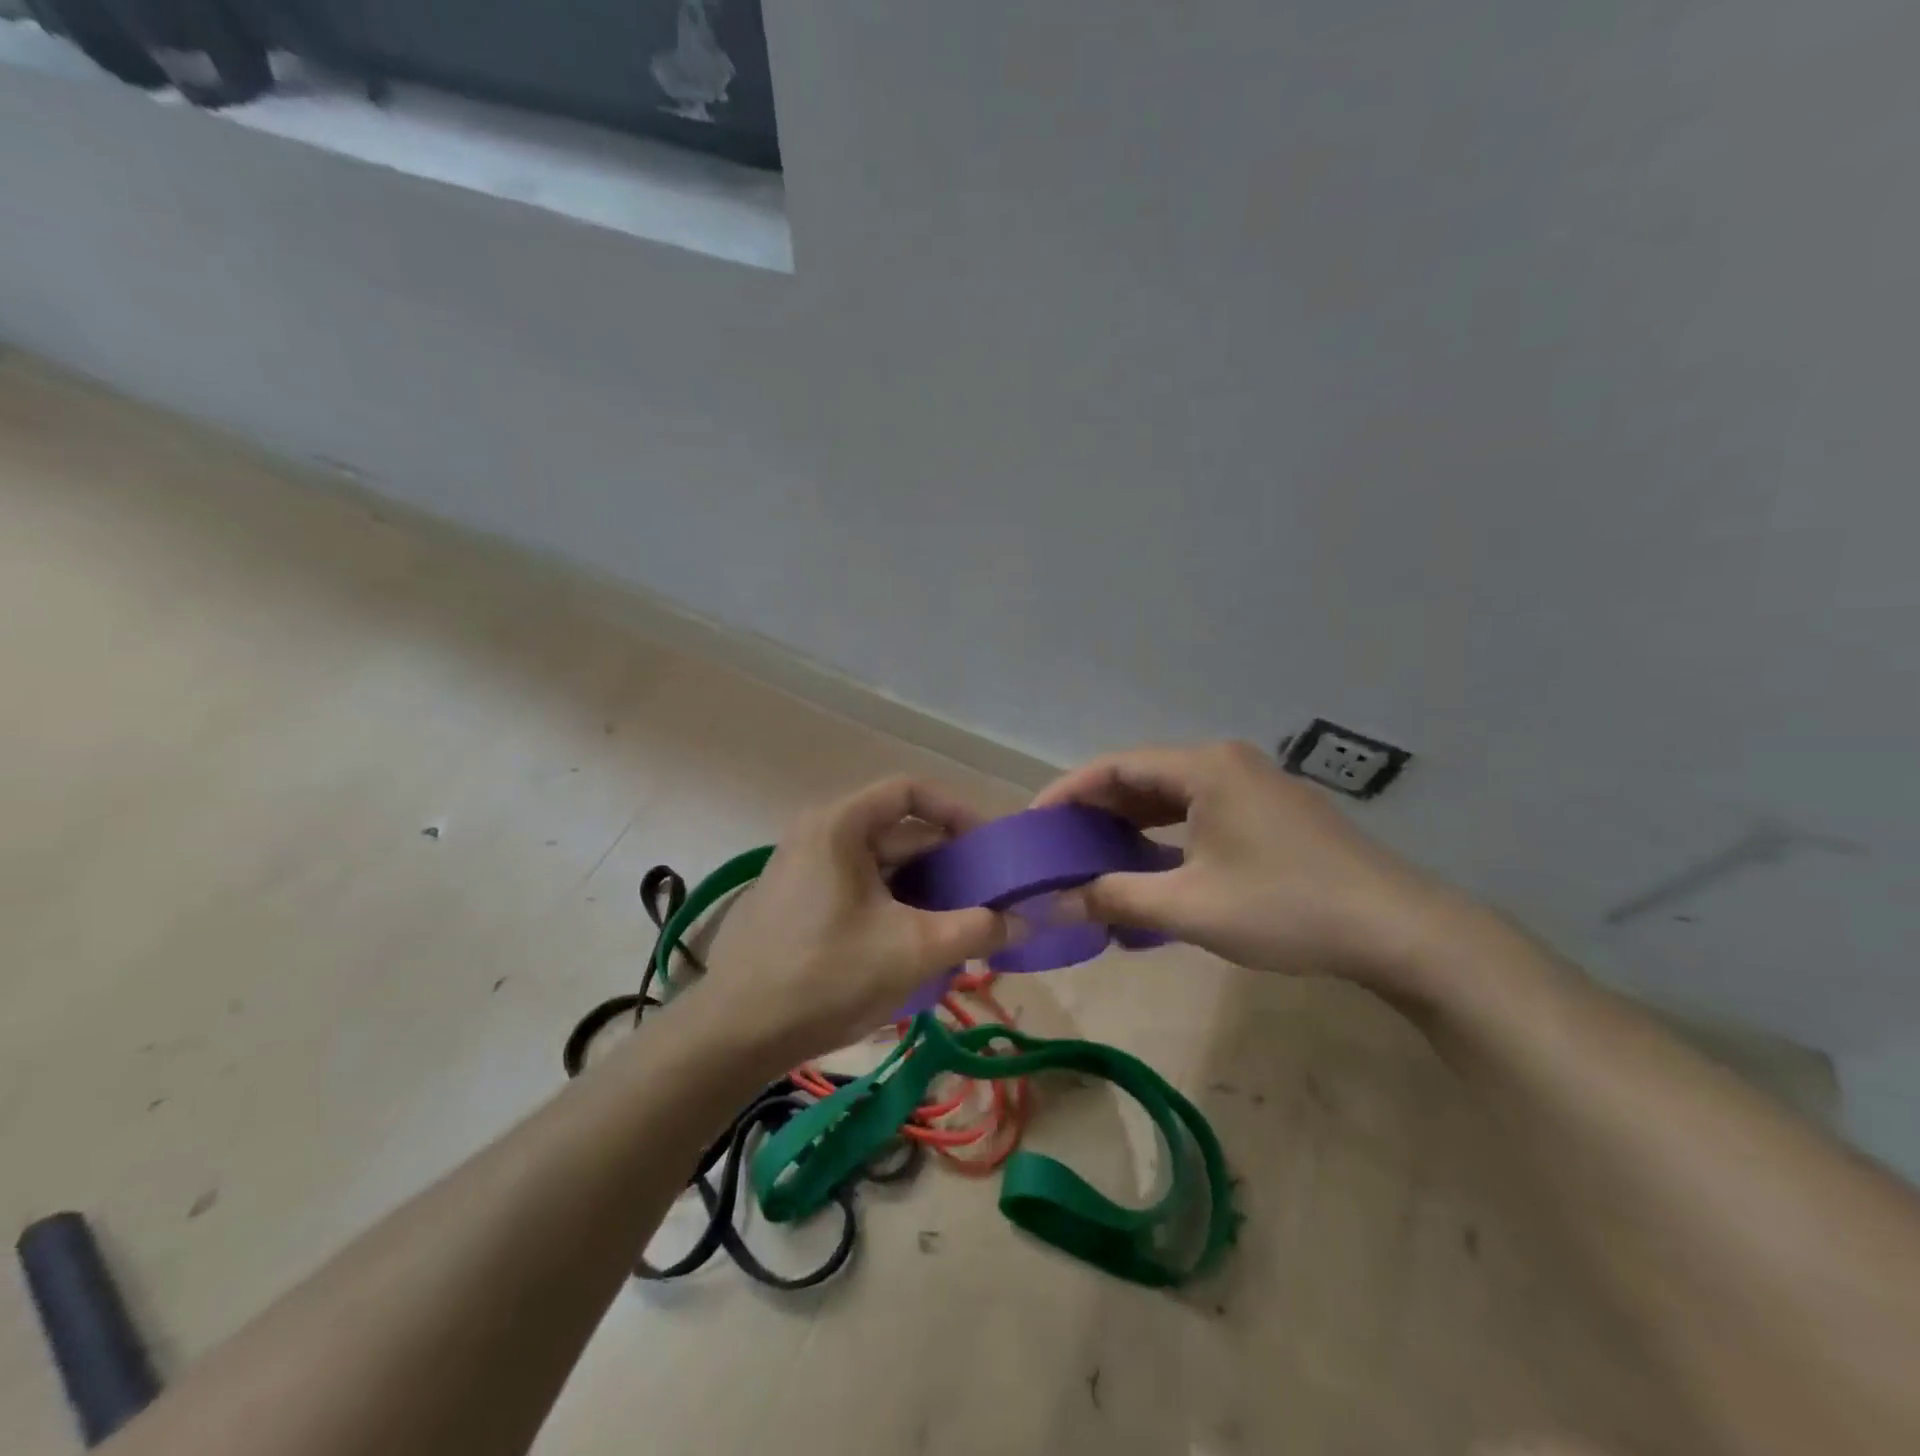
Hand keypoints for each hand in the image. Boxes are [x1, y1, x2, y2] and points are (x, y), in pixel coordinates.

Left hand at [700, 777, 1012, 1063]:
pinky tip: (916, 946)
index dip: (957, 811)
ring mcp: (803, 870)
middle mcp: (818, 835)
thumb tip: (1026, 921)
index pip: (910, 792)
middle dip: (946, 862)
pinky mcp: (797, 904)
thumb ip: (977, 929)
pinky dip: (893, 907)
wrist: (733, 1036)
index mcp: (839, 825)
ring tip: (960, 927)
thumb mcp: (912, 950)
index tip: (990, 846)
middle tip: (986, 896)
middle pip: (897, 832)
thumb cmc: (826, 976)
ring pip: (879, 867)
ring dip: (923, 891)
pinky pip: (858, 890)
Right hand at [1034, 741, 1465, 996]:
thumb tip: (1053, 905)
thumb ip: (1116, 898)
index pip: (1114, 766)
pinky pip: (1200, 811)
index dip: (1067, 793)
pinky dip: (1166, 834)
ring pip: (1172, 795)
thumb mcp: (1190, 907)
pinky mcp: (1271, 812)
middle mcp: (1226, 763)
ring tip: (1093, 856)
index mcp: (1204, 767)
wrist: (1398, 930)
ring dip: (1130, 824)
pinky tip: (1152, 865)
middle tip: (1058, 845)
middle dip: (1095, 810)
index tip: (1033, 825)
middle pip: (1141, 776)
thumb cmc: (1286, 907)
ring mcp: (1254, 785)